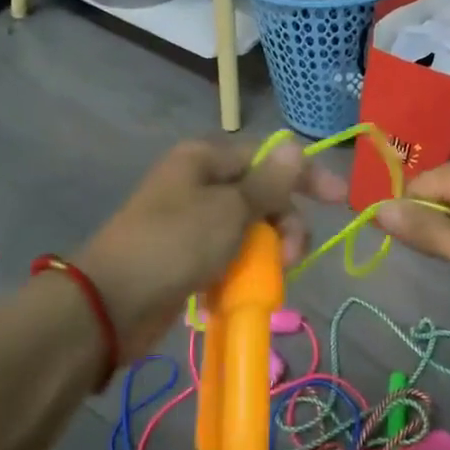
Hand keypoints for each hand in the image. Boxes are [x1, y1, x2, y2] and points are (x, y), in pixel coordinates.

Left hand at [78, 139, 347, 354]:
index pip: (268, 158)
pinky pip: (228, 257)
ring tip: (262, 281)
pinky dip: (240, 272)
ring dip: (264, 254)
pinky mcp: (186, 258)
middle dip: (284, 227)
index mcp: (205, 160)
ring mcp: (191, 222)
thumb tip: (296, 145)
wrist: (110, 303)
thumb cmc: (175, 244)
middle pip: (262, 198)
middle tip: (290, 258)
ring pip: (249, 232)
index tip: (339, 201)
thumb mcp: (230, 211)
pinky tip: (239, 292)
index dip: (306, 176)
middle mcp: (199, 184)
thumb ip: (269, 183)